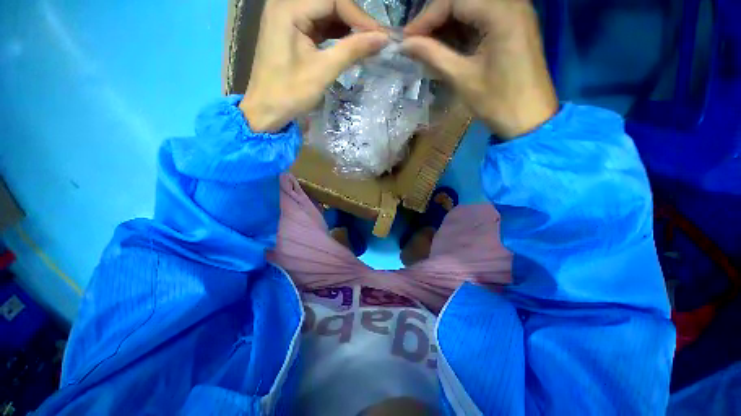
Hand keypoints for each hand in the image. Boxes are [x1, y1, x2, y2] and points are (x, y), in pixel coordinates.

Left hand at [240, 0, 388, 131]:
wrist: (266, 110)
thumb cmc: (290, 93)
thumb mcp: (323, 71)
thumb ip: (352, 50)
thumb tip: (382, 38)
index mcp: (289, 8)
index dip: (359, 16)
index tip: (380, 36)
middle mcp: (286, 4)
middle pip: (330, 3)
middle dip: (355, 20)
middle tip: (376, 39)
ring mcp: (288, 17)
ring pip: (326, 13)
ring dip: (348, 27)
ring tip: (367, 43)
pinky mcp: (292, 30)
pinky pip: (319, 25)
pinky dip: (337, 34)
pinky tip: (351, 44)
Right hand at [403, 0, 557, 138]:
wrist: (530, 120)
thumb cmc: (498, 102)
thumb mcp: (462, 78)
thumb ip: (433, 55)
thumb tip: (405, 45)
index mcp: (501, 13)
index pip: (454, 0)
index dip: (426, 17)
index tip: (407, 40)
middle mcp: (512, 3)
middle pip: (463, 0)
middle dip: (436, 19)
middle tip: (416, 43)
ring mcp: (515, 14)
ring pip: (472, 8)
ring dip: (447, 25)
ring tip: (428, 47)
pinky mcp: (514, 27)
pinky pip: (482, 19)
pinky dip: (462, 30)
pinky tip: (448, 47)